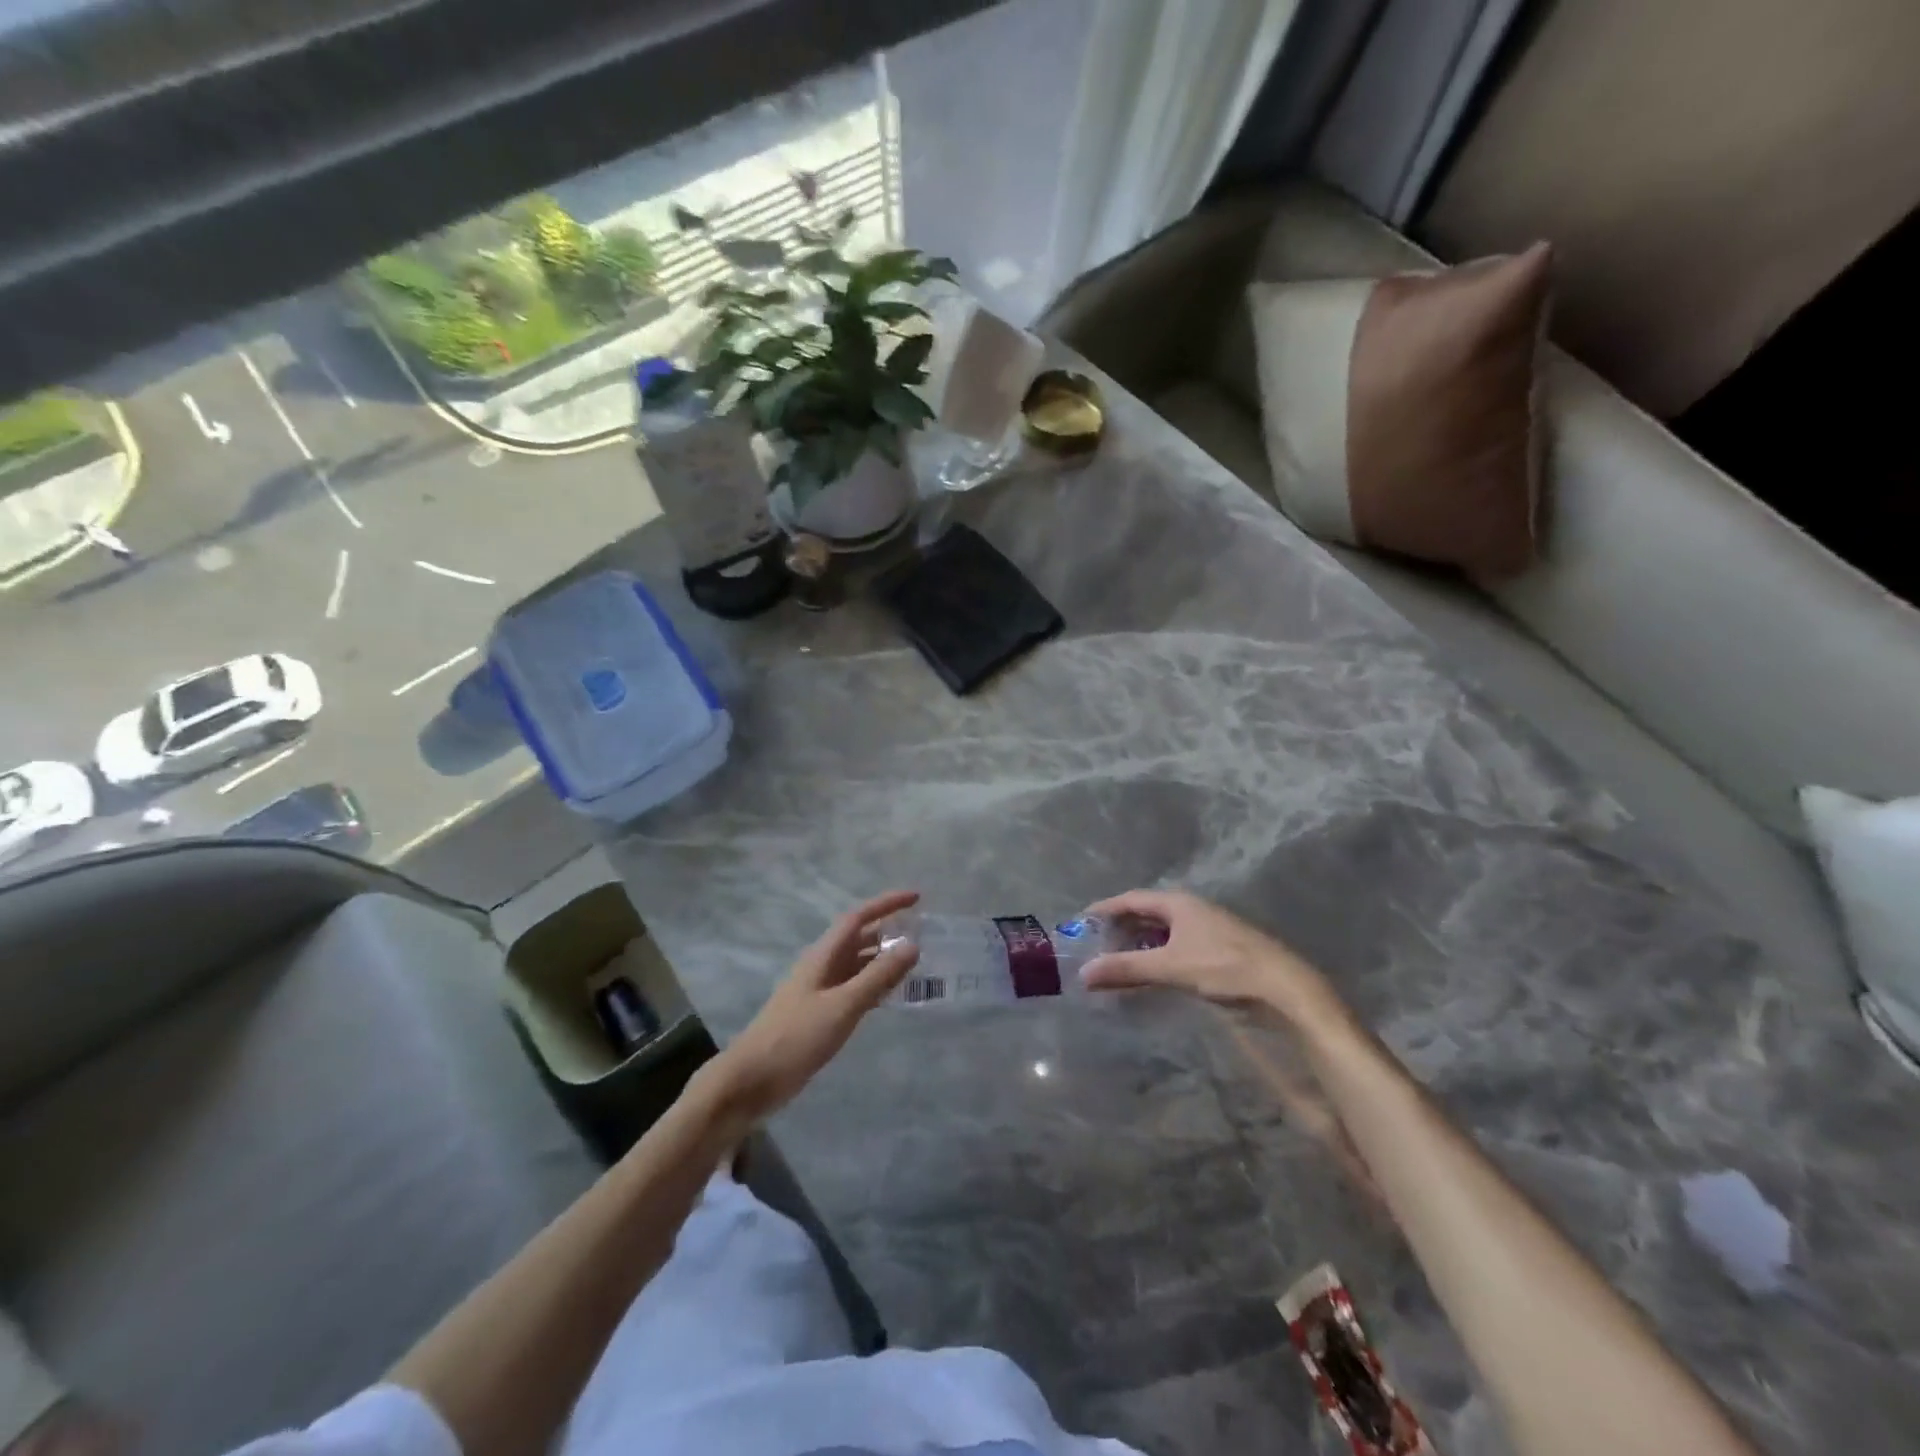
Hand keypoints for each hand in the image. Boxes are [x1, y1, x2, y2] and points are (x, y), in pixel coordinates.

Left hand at [708, 890, 920, 1122]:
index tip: (916, 898)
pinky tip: (892, 995)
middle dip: (889, 931)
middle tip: (923, 933)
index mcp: (823, 955)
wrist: (752, 1080)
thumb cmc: (797, 1037)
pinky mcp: (820, 1014)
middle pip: (859, 939)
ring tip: (915, 963)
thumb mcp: (843, 1005)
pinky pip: (854, 989)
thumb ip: (878, 976)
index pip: (858, 918)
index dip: (886, 904)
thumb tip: (913, 946)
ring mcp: (820, 991)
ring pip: (858, 965)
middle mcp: (822, 966)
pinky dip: (874, 986)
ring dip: (883, 960)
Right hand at [1080, 889, 1343, 1030]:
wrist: (1284, 988)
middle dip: (1121, 927)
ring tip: (1117, 959)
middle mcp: (1191, 909)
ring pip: (1163, 931)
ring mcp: (1207, 929)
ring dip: (1139, 943)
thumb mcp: (1170, 967)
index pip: (1132, 899)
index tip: (1082, 920)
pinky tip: (1151, 972)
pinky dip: (1157, 955)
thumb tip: (1083, 973)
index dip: (1106, 908)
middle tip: (1095, 943)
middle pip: (1147, 912)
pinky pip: (1176, 945)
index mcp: (1178, 903)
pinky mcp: (1218, 949)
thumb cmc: (1224, 967)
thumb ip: (1127, 968)